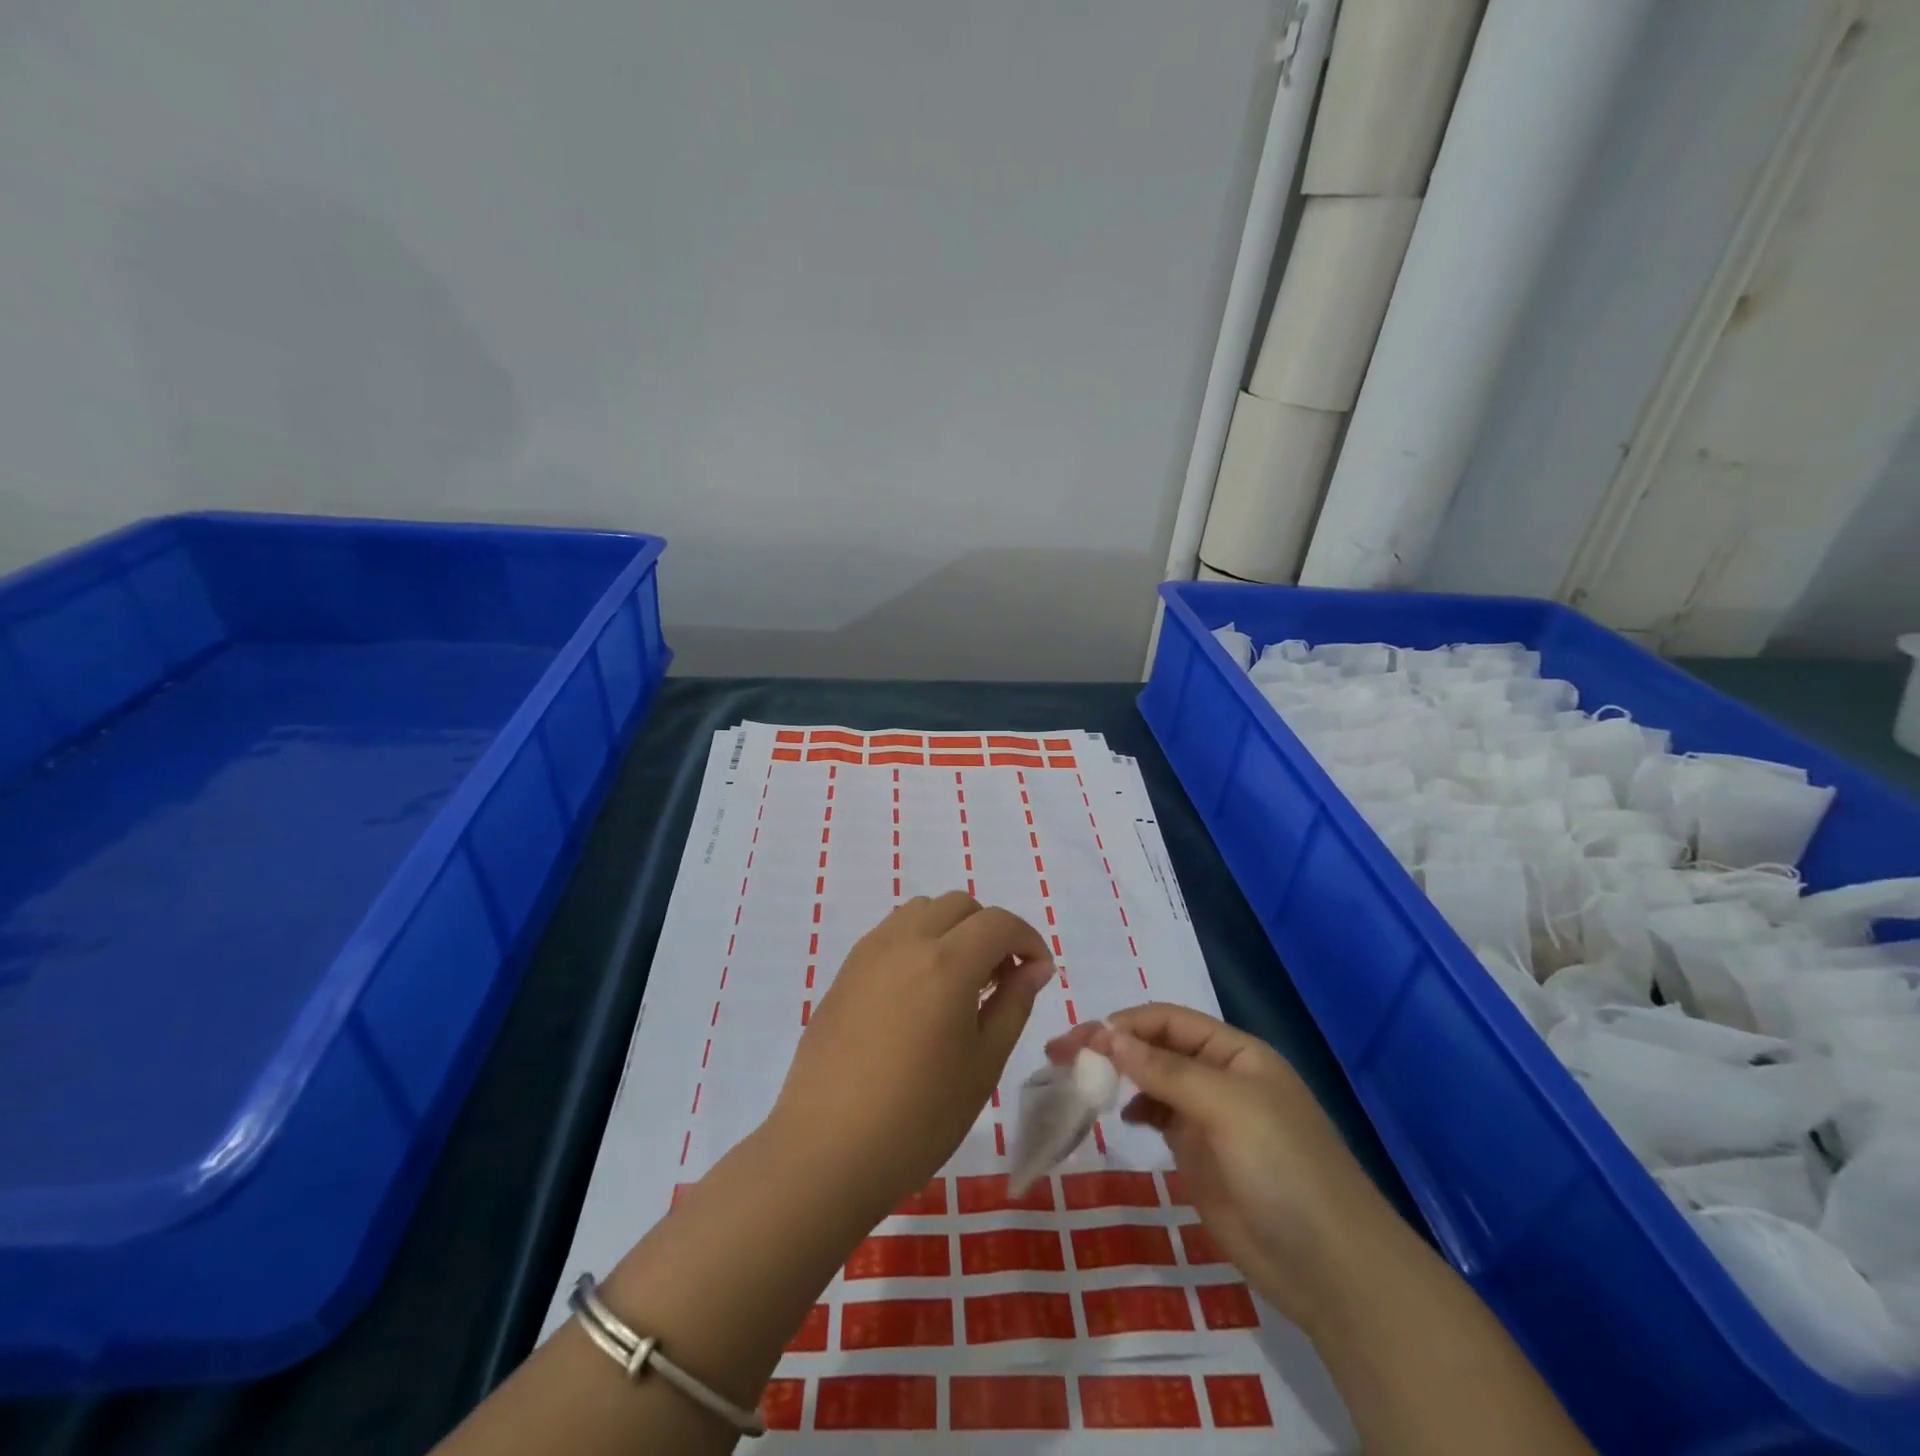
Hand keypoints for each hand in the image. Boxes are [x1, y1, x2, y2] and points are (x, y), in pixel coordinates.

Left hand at [767, 893, 1054, 1227]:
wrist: (827, 1150)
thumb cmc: (918, 1117)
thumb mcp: (983, 1065)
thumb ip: (1013, 1004)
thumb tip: (1034, 968)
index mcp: (946, 963)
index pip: (999, 923)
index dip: (1028, 941)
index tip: (1039, 974)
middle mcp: (906, 942)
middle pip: (960, 905)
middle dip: (991, 930)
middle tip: (1000, 980)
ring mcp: (869, 952)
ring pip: (922, 910)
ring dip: (952, 930)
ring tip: (959, 983)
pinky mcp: (845, 971)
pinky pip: (891, 932)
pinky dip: (919, 941)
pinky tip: (919, 993)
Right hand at [1047, 1004, 1385, 1325]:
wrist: (1331, 1269)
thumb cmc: (1284, 1169)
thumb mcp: (1227, 1107)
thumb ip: (1166, 1070)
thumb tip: (1108, 1036)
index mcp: (1234, 1052)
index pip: (1167, 1021)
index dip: (1123, 1025)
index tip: (1080, 1042)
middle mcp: (1218, 1076)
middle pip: (1154, 1047)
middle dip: (1110, 1046)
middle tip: (1060, 1056)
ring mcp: (1207, 1118)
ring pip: (1151, 1081)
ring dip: (1117, 1075)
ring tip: (1079, 1083)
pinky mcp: (1198, 1156)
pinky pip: (1157, 1118)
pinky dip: (1133, 1109)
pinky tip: (1119, 1116)